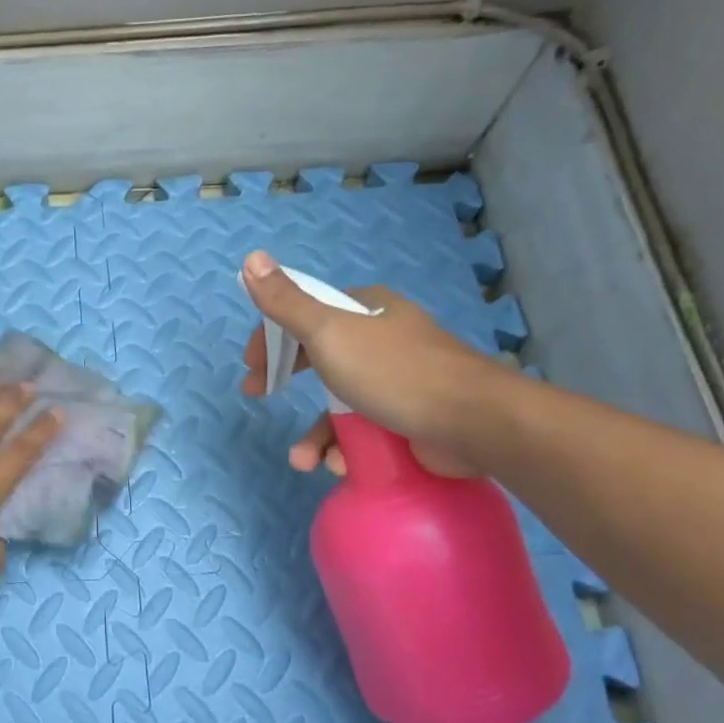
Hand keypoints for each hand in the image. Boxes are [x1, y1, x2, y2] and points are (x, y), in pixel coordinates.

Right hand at [239, 250, 504, 477]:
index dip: (272, 337)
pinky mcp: (409, 417)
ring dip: (316, 434)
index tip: (252, 365)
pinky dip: (346, 449)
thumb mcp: (329, 332)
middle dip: (286, 380)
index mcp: (365, 310)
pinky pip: (363, 430)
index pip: (306, 313)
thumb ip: (286, 303)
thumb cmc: (394, 372)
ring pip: (339, 403)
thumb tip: (251, 257)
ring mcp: (397, 380)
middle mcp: (382, 339)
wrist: (472, 423)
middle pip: (319, 356)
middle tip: (257, 396)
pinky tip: (340, 465)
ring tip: (304, 460)